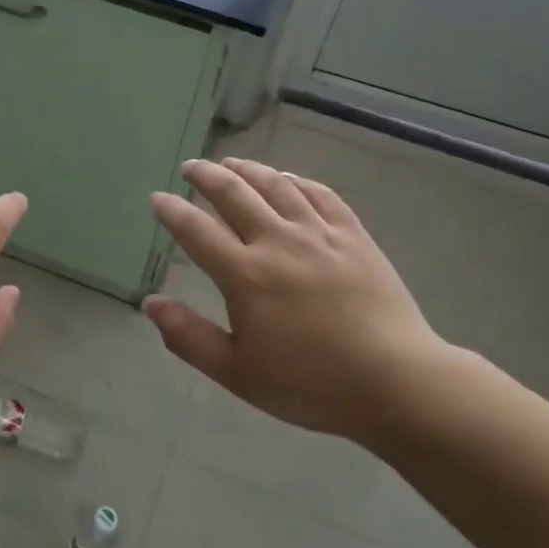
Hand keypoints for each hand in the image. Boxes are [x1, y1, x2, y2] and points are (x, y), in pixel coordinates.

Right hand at [142, 158, 453, 441]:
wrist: (397, 383)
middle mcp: (278, 242)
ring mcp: (319, 234)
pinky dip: (297, 180)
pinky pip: (320, 194)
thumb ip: (189, 337)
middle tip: (190, 167)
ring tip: (231, 163)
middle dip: (206, 176)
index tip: (157, 198)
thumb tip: (151, 303)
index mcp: (245, 275)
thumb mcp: (238, 373)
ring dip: (248, 170)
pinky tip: (287, 178)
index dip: (172, 211)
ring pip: (276, 185)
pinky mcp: (353, 236)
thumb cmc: (311, 384)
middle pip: (234, 194)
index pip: (196, 231)